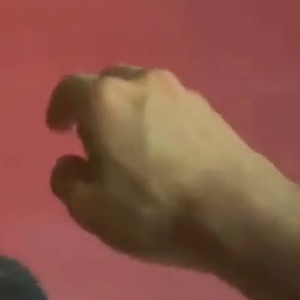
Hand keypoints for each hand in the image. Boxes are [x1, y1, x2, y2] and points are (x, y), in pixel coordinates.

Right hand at [47, 67, 293, 271]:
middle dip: (95, 107)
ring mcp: (182, 93)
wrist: (242, 215)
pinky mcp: (212, 111)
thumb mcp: (89, 208)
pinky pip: (170, 108)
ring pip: (142, 93)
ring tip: (132, 147)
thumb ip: (66, 181)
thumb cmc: (153, 209)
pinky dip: (158, 123)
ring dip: (129, 113)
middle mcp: (142, 83)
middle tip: (94, 138)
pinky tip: (164, 155)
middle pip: (108, 83)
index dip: (58, 109)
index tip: (58, 131)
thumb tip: (70, 165)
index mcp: (105, 100)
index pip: (68, 89)